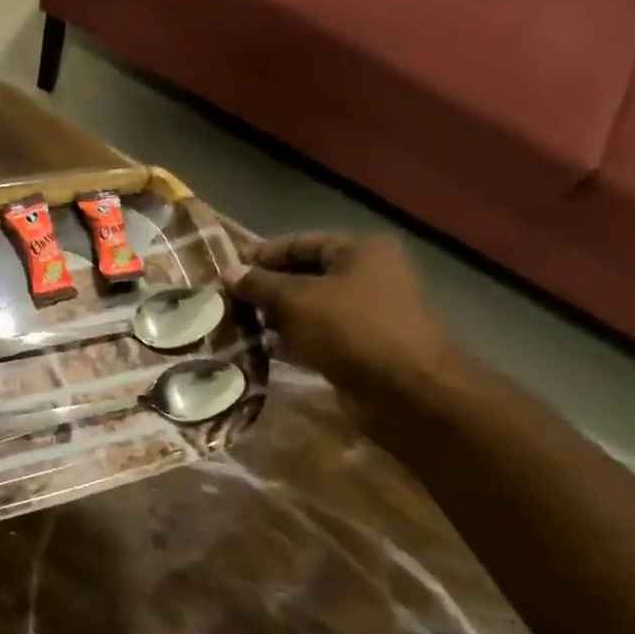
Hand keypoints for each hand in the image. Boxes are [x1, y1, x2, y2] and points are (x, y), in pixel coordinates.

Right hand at [230, 233, 463, 426]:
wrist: (406, 390)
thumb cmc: (351, 330)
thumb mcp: (296, 300)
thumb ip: (260, 285)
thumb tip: (229, 272)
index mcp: (361, 250)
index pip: (301, 243)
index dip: (263, 255)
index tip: (228, 272)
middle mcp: (369, 275)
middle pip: (305, 275)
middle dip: (267, 289)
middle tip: (228, 302)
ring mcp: (367, 313)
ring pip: (310, 309)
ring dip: (276, 318)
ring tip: (237, 327)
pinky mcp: (361, 347)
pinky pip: (318, 336)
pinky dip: (292, 341)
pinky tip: (262, 350)